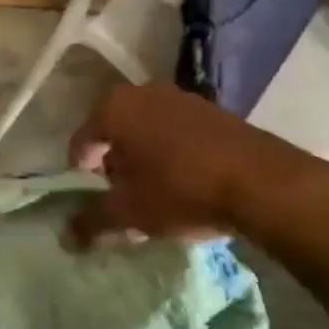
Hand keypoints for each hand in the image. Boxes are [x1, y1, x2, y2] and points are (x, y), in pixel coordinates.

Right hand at [67, 82, 328, 246]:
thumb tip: (66, 236)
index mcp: (114, 108)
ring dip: (145, 160)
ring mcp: (181, 97)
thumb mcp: (130, 212)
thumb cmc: (180, 190)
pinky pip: (177, 133)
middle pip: (115, 134)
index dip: (82, 176)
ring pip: (147, 132)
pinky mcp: (213, 110)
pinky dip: (172, 154)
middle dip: (115, 166)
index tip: (95, 201)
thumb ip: (93, 222)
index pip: (82, 142)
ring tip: (156, 195)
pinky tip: (186, 184)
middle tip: (123, 198)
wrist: (262, 182)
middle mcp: (143, 92)